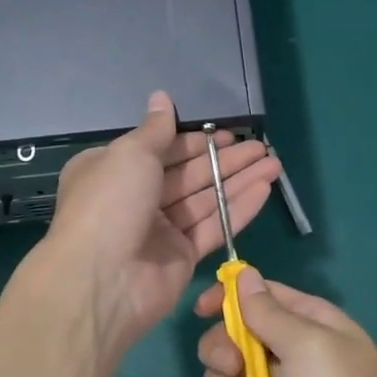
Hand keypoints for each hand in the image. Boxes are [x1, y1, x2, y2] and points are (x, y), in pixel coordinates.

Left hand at [36, 92, 280, 359]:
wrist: (101, 280)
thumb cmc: (110, 203)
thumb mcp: (130, 154)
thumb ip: (155, 129)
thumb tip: (161, 96)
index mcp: (113, 170)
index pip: (161, 149)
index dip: (195, 141)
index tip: (227, 133)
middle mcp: (135, 198)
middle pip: (188, 174)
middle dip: (225, 160)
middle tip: (261, 148)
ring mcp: (159, 230)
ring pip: (205, 199)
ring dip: (239, 181)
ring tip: (274, 163)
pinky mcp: (181, 257)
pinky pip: (213, 227)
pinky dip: (238, 209)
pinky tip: (265, 189)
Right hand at [195, 274, 376, 376]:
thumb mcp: (309, 345)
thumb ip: (268, 311)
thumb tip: (245, 274)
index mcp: (309, 328)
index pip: (262, 296)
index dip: (229, 296)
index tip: (203, 308)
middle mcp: (286, 359)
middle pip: (230, 336)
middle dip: (222, 349)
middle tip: (236, 366)